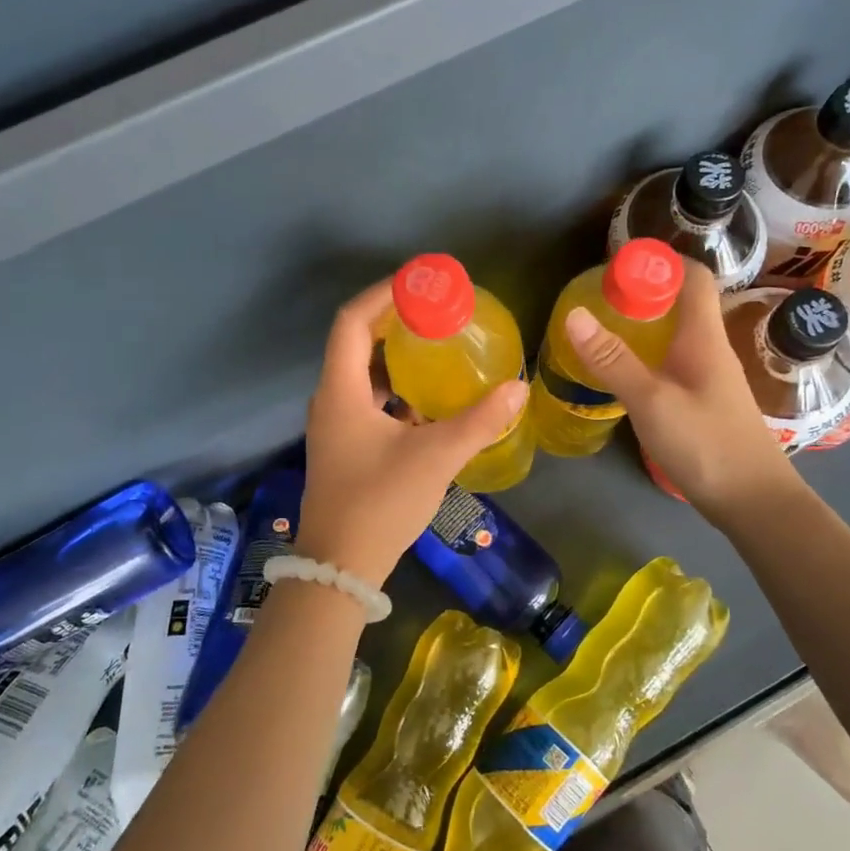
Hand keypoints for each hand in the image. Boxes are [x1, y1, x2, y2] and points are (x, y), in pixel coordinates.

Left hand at [296, 279, 527, 588]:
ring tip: (438, 349)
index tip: (420, 283)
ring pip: (363, 375)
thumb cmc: (380, 502)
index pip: (352, 321)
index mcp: (341, 390)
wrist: (340, 567)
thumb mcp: (435, 457)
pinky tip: (428, 401)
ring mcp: (334, 425)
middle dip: (395, 323)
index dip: (383, 294)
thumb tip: (519, 388)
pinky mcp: (343, 447)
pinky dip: (395, 390)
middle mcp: (330, 399)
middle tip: (437, 313)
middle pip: (356, 343)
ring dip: (396, 358)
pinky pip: (367, 401)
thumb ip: (478, 421)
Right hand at [562, 260, 797, 526]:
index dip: (660, 262)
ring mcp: (709, 378)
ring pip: (675, 336)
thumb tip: (574, 314)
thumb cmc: (707, 445)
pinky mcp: (703, 403)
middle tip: (598, 301)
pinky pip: (673, 363)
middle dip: (642, 294)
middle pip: (681, 304)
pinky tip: (624, 374)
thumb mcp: (652, 402)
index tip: (618, 266)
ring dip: (643, 328)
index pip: (692, 277)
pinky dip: (648, 357)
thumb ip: (613, 360)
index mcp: (704, 337)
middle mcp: (710, 349)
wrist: (754, 502)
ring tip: (602, 332)